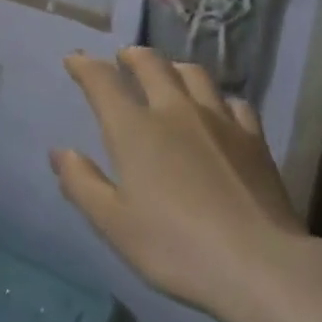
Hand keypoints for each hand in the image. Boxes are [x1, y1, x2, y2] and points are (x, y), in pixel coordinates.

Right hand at [53, 48, 303, 321]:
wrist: (259, 264)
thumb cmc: (175, 247)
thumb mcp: (113, 224)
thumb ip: (82, 183)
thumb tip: (61, 151)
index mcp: (135, 129)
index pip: (102, 82)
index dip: (84, 66)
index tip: (74, 59)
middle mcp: (175, 111)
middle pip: (151, 65)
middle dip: (132, 56)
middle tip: (123, 58)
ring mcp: (219, 121)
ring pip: (194, 75)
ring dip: (173, 67)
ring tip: (168, 74)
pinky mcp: (254, 139)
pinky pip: (233, 102)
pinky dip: (217, 99)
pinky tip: (218, 111)